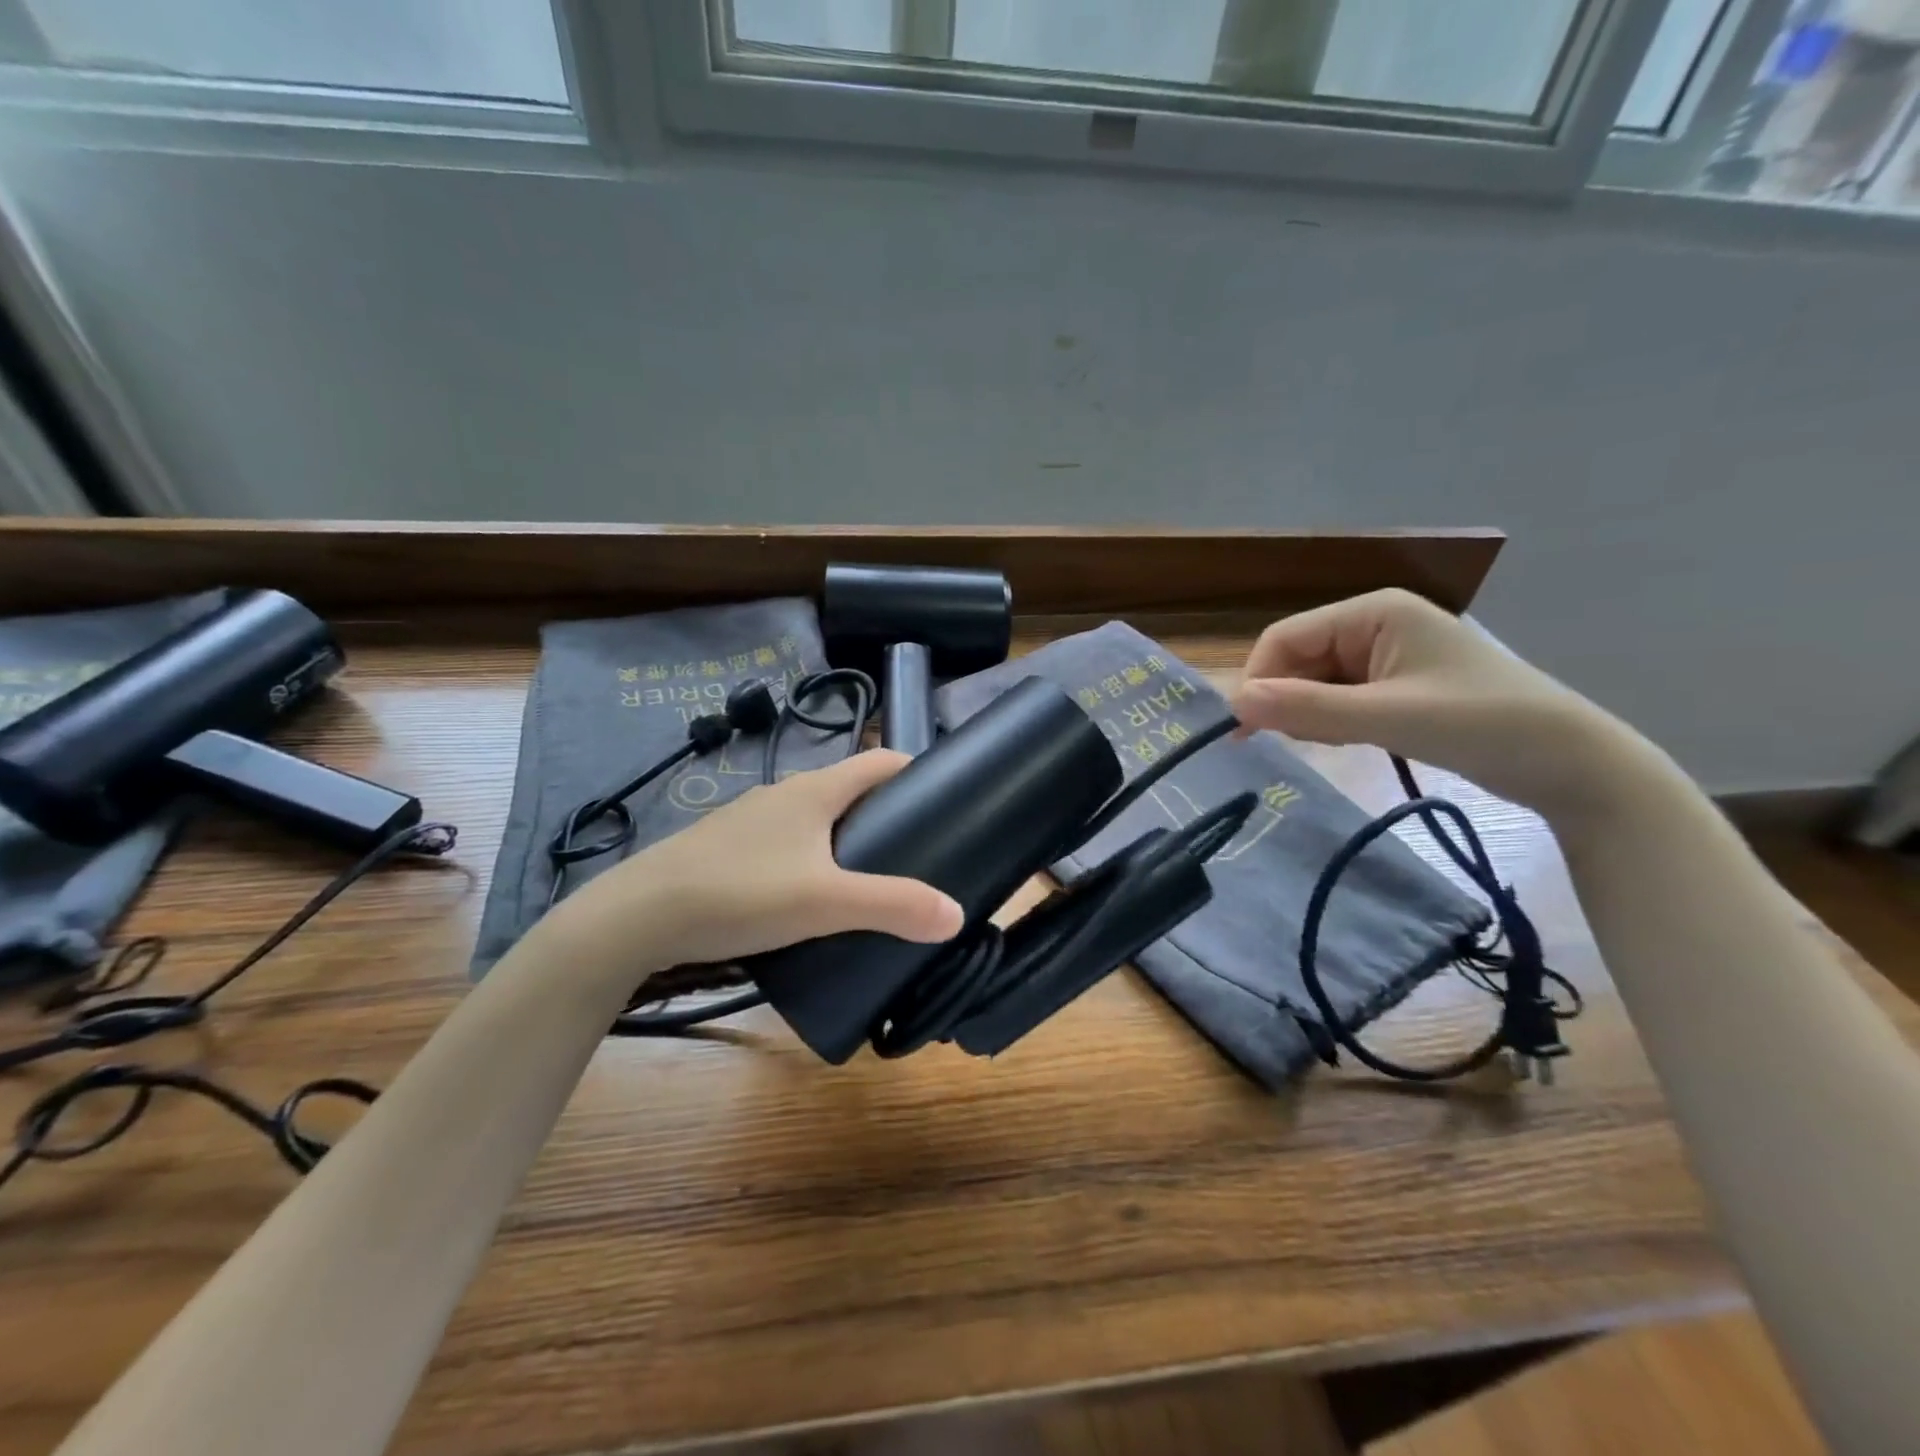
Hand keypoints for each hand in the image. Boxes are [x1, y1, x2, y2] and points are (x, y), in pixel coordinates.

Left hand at [554, 750, 963, 977]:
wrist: (639, 915)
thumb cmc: (741, 893)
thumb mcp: (826, 902)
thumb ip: (893, 906)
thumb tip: (956, 915)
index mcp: (815, 790)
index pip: (880, 762)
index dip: (915, 771)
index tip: (944, 798)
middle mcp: (785, 793)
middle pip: (850, 790)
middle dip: (885, 812)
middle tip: (916, 851)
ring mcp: (751, 820)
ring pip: (815, 818)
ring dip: (846, 837)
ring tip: (869, 880)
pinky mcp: (727, 848)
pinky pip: (786, 842)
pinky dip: (811, 857)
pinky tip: (810, 897)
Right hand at [1231, 589, 1655, 822]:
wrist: (1570, 763)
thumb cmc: (1481, 725)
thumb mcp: (1389, 717)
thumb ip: (1309, 708)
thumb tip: (1234, 704)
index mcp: (1373, 611)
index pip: (1285, 638)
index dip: (1258, 680)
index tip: (1243, 731)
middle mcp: (1374, 624)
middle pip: (1298, 659)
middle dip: (1284, 700)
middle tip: (1282, 746)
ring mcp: (1385, 655)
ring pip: (1315, 682)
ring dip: (1306, 714)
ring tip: (1320, 746)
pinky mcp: (1395, 685)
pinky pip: (1339, 698)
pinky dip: (1329, 721)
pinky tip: (1341, 742)